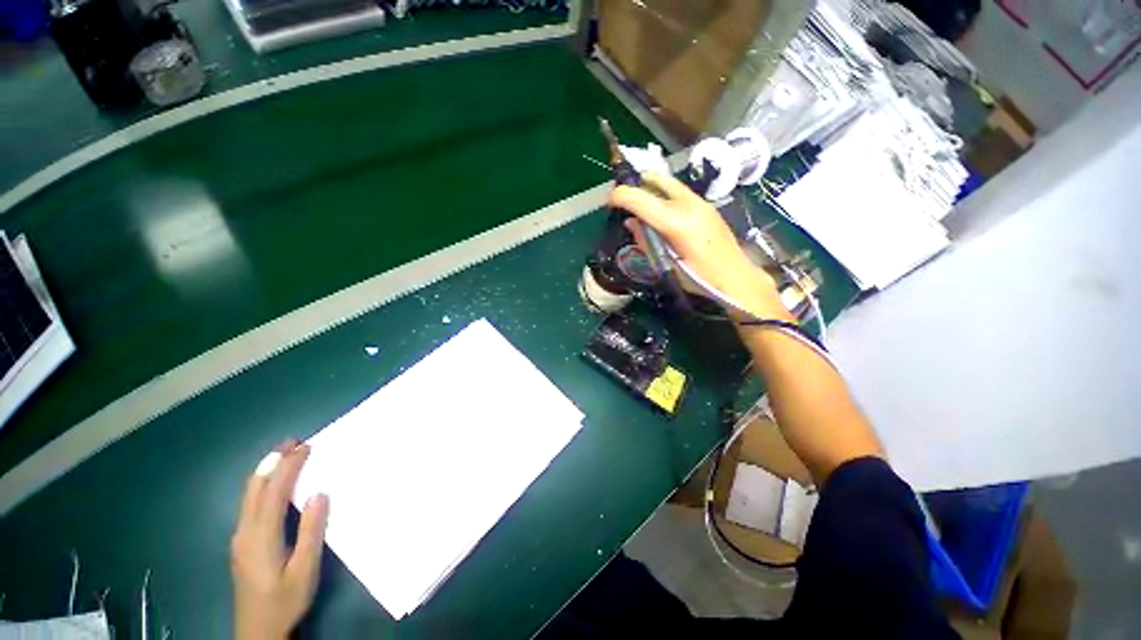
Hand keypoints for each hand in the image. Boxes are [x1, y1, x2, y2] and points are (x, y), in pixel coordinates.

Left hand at [231, 441, 328, 639]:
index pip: (274, 492)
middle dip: (272, 462)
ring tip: (284, 455)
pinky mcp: (241, 544)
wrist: (257, 631)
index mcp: (260, 537)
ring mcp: (239, 538)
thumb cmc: (285, 600)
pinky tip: (273, 485)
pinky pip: (249, 505)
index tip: (306, 446)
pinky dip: (262, 486)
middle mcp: (244, 532)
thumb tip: (318, 494)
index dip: (289, 467)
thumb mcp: (304, 569)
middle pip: (254, 489)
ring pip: (248, 496)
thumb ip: (311, 531)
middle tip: (293, 442)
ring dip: (266, 472)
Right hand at [610, 173, 787, 319]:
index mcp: (676, 222)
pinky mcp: (706, 204)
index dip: (619, 196)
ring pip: (667, 182)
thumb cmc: (699, 278)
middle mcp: (688, 204)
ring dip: (649, 189)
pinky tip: (660, 215)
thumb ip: (646, 240)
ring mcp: (700, 201)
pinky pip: (677, 192)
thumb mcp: (666, 263)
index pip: (640, 197)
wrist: (736, 277)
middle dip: (634, 186)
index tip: (609, 203)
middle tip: (624, 201)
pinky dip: (662, 196)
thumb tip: (631, 223)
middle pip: (654, 179)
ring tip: (640, 207)